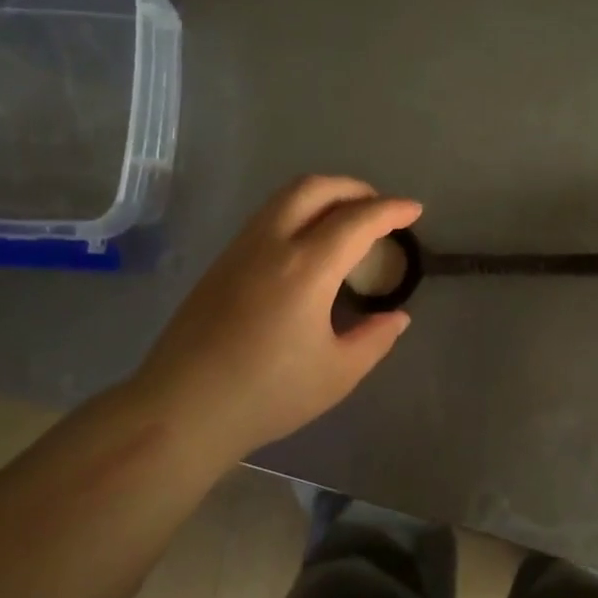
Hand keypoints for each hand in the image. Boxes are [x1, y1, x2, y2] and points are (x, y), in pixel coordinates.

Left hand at [128, 176, 421, 464]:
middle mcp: (271, 245)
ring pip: (284, 198)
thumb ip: (375, 339)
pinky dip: (298, 213)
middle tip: (379, 208)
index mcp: (306, 269)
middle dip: (354, 188)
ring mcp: (240, 250)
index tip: (414, 211)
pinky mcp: (220, 263)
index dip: (391, 210)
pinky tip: (308, 245)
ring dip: (323, 196)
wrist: (182, 409)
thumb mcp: (337, 374)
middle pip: (314, 188)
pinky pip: (266, 217)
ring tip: (346, 221)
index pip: (357, 220)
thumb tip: (396, 317)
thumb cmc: (267, 395)